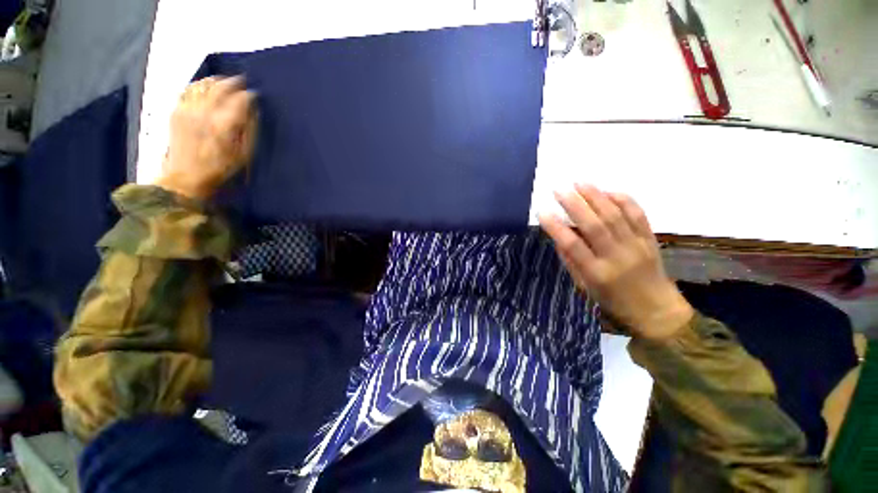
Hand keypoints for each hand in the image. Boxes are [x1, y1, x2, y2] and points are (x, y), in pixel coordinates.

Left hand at [154, 76, 256, 199]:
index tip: (255, 95)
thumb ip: (249, 130)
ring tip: (224, 82)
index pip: (240, 99)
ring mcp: (188, 110)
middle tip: (242, 81)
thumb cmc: (221, 169)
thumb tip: (253, 110)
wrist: (186, 178)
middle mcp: (205, 112)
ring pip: (202, 85)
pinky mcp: (176, 112)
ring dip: (215, 81)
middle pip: (220, 87)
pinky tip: (204, 88)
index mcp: (224, 124)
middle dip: (233, 82)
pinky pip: (188, 90)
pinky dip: (198, 86)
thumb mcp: (244, 154)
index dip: (249, 95)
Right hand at [539, 184, 693, 340]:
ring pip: (615, 215)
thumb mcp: (584, 287)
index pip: (572, 245)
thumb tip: (559, 236)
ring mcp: (636, 245)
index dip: (556, 227)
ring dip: (596, 196)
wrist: (656, 310)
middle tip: (559, 190)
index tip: (542, 212)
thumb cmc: (613, 301)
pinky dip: (623, 199)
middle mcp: (617, 256)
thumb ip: (571, 261)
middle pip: (595, 225)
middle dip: (575, 204)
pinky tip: (608, 191)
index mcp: (597, 273)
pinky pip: (638, 214)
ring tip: (579, 183)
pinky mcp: (650, 239)